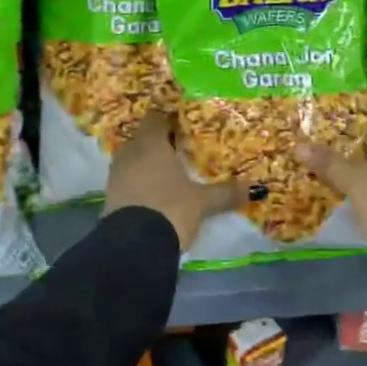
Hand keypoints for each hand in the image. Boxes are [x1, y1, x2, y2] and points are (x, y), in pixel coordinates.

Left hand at [103, 112, 239, 251]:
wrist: (133, 247)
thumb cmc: (170, 208)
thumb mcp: (202, 202)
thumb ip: (226, 192)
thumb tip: (256, 188)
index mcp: (151, 143)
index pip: (156, 117)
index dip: (170, 119)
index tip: (186, 124)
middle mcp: (130, 152)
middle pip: (144, 137)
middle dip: (161, 142)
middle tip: (183, 148)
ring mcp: (116, 175)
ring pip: (134, 158)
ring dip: (149, 162)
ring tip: (171, 171)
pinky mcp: (110, 197)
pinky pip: (127, 179)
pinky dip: (140, 181)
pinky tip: (156, 192)